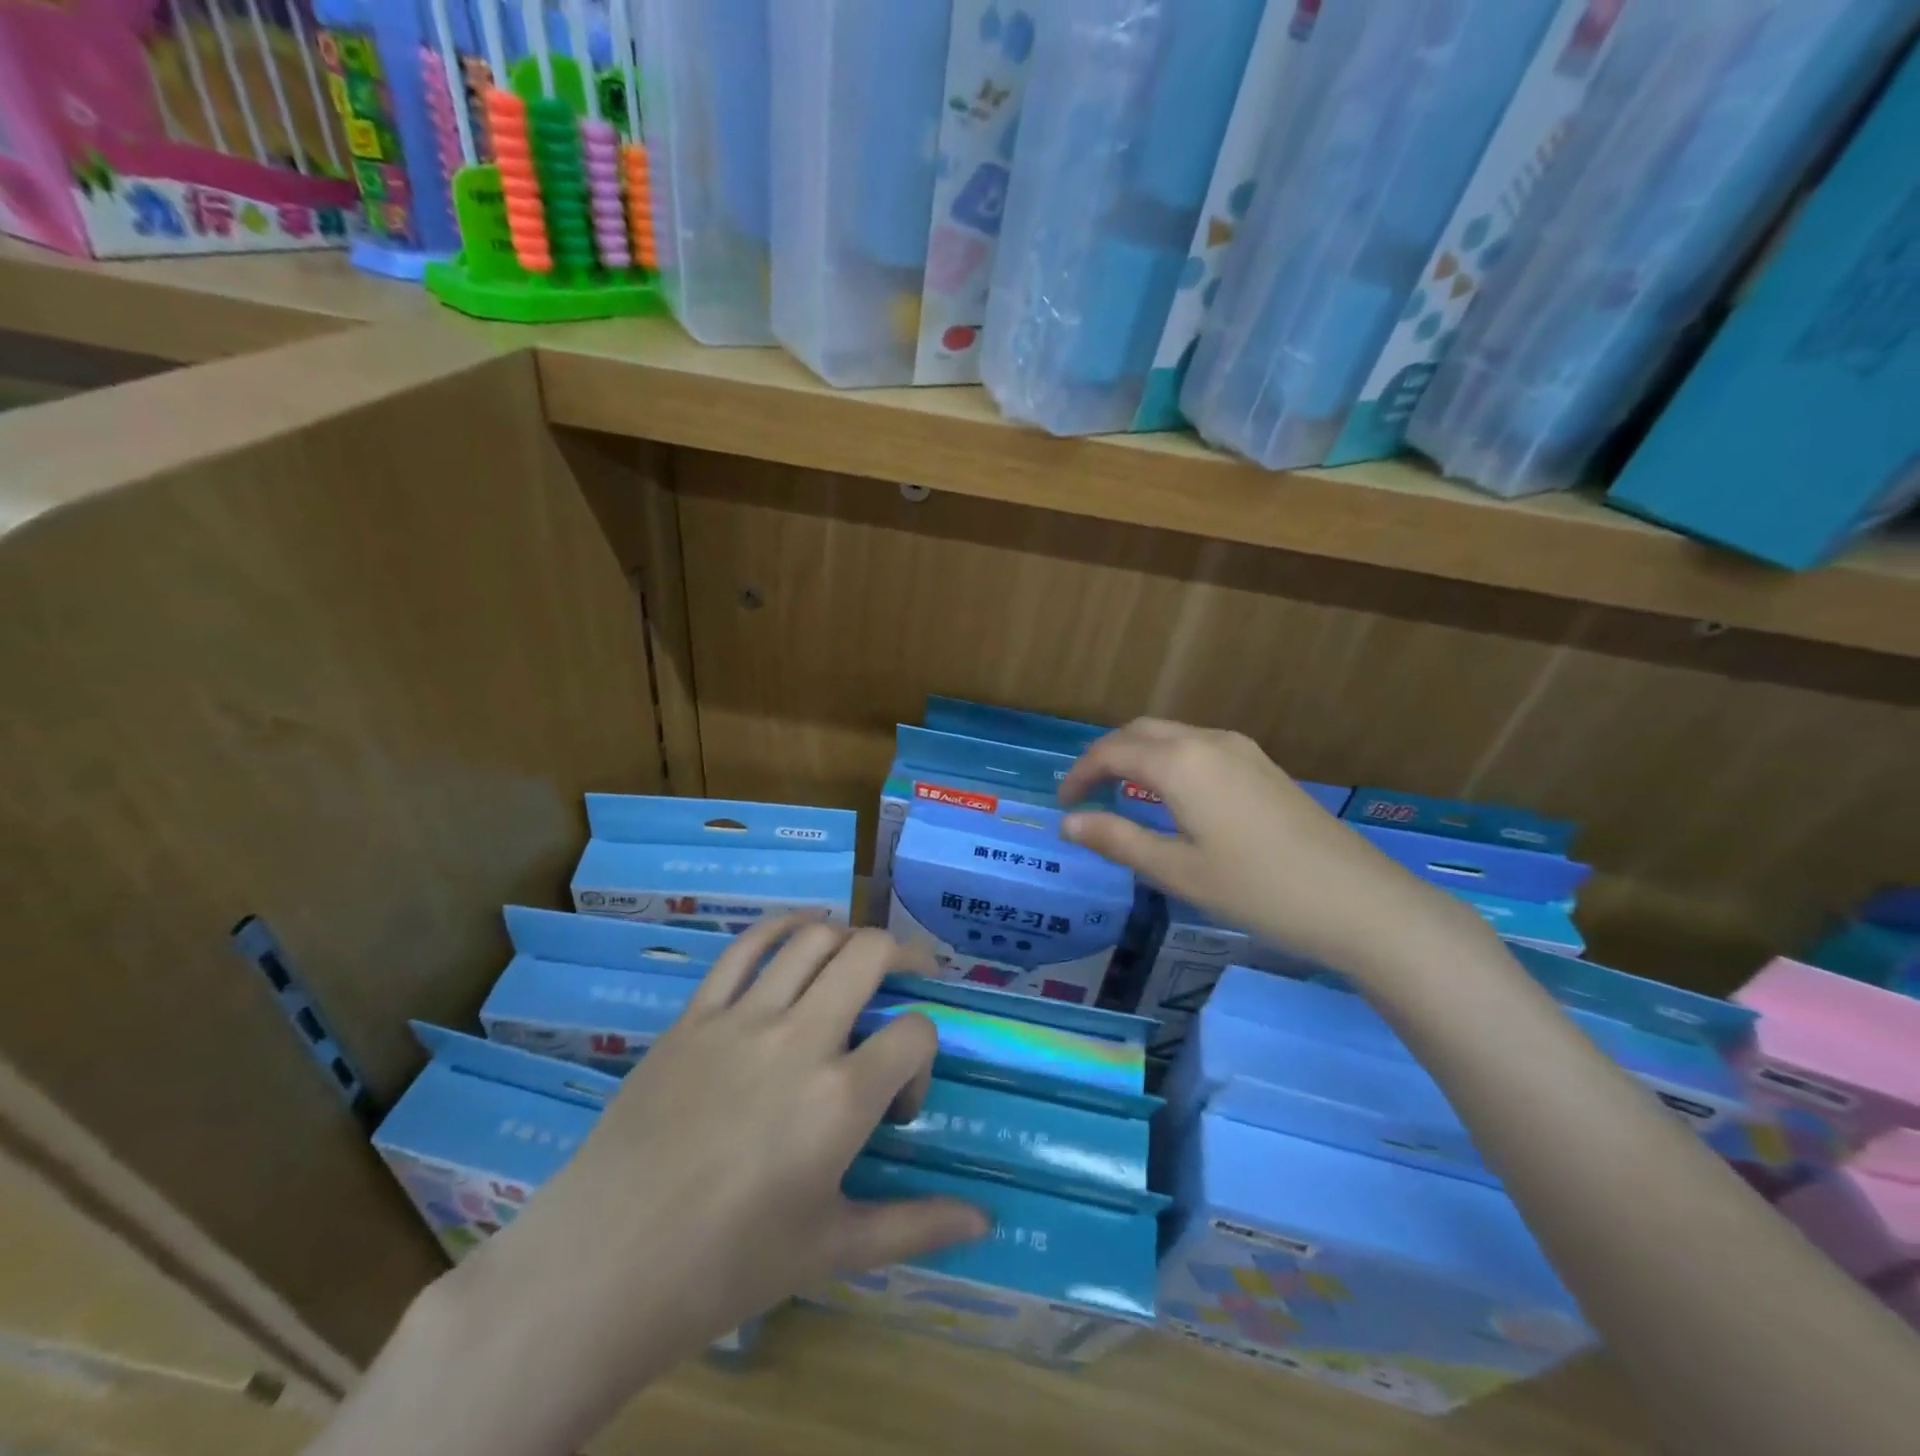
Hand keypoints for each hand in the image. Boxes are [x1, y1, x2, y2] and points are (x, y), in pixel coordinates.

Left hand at [452, 917, 987, 1384]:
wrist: (603, 1266)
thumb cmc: (727, 1266)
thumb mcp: (832, 1249)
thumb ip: (915, 1225)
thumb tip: (985, 1223)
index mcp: (840, 1098)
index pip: (915, 1033)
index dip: (923, 1057)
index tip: (897, 1102)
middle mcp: (799, 1039)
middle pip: (869, 953)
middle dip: (904, 956)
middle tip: (909, 976)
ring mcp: (742, 1019)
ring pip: (813, 938)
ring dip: (847, 937)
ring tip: (856, 959)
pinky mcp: (696, 1014)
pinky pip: (745, 947)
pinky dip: (782, 927)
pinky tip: (800, 932)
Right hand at [1058, 719, 1481, 976]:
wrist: (1357, 901)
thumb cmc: (1257, 889)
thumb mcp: (1178, 872)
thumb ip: (1119, 840)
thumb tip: (1069, 823)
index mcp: (1181, 763)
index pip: (1112, 752)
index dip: (1080, 774)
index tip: (1062, 804)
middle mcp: (1208, 741)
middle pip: (1140, 731)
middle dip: (1106, 755)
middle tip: (1086, 793)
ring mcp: (1242, 750)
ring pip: (1172, 735)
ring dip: (1138, 754)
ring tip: (1121, 793)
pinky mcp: (1263, 765)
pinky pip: (1199, 746)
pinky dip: (1169, 760)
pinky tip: (1172, 796)